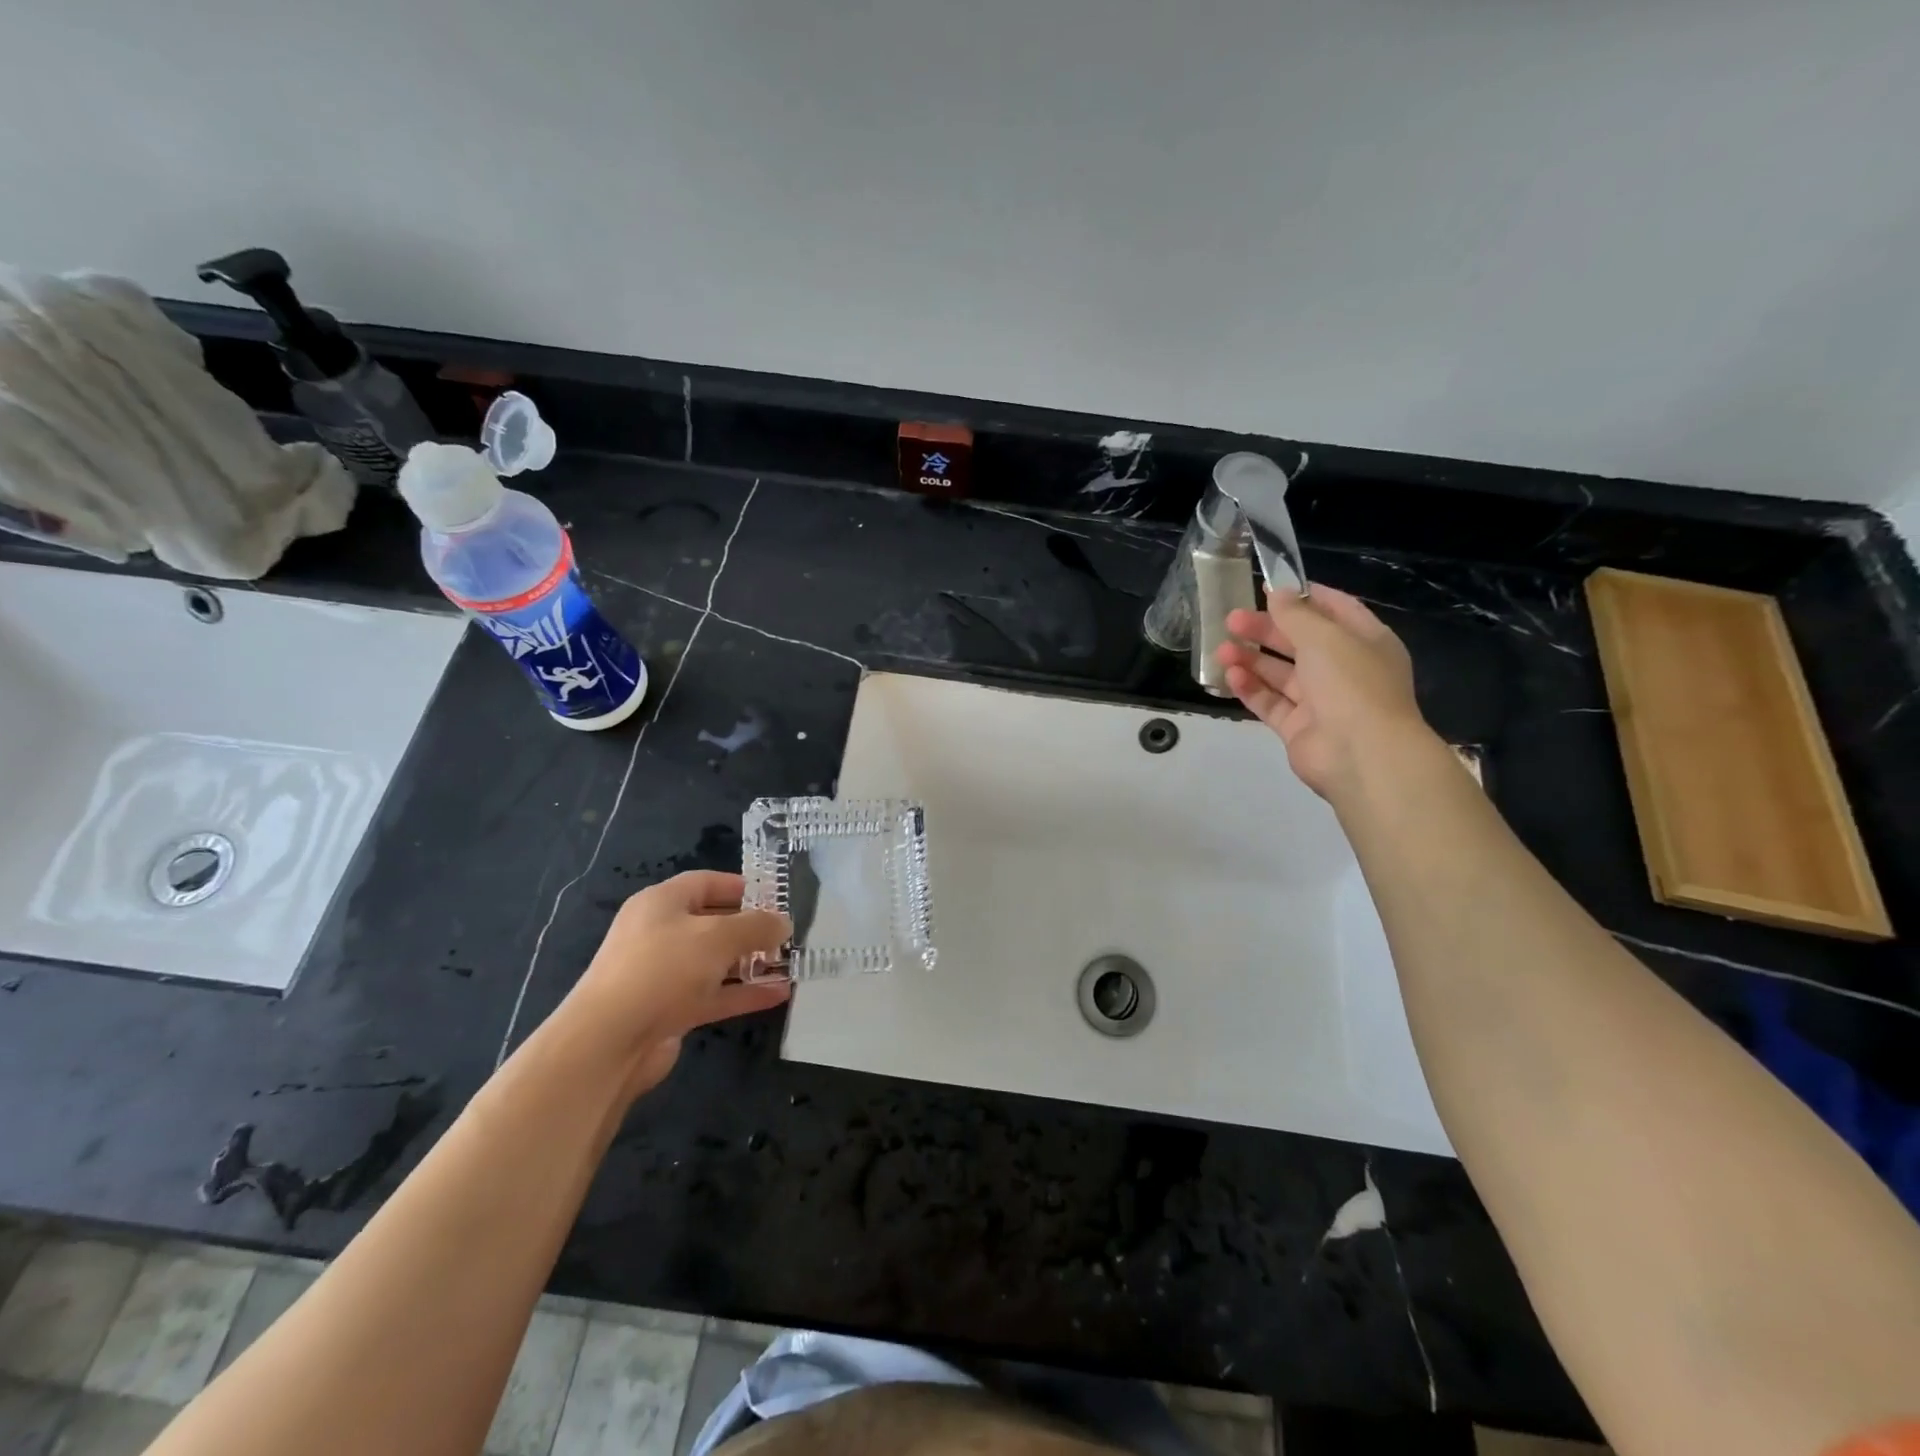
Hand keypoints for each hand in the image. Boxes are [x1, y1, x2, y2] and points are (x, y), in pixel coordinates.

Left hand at [562, 871, 790, 1095]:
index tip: (775, 897)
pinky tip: (778, 994)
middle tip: (786, 934)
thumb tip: (783, 923)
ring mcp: (663, 974)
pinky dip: (743, 993)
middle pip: (712, 922)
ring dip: (750, 963)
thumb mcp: (719, 936)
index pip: (706, 882)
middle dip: (750, 928)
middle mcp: (659, 934)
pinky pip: (713, 995)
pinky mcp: (669, 1010)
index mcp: (661, 903)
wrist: (610, 1041)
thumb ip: (756, 926)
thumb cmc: (664, 969)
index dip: (741, 887)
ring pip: (715, 962)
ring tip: (788, 964)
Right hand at [1216, 585, 1433, 800]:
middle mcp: (1345, 669)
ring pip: (1281, 674)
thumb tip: (1277, 592)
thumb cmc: (1351, 684)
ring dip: (1252, 660)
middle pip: (1300, 642)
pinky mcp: (1299, 728)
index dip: (1302, 597)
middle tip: (1231, 620)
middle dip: (1265, 630)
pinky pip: (1271, 702)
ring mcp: (1321, 701)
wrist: (1362, 754)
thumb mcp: (1324, 637)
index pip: (1334, 609)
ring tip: (1221, 650)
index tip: (1267, 587)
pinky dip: (1251, 689)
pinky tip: (1230, 676)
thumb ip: (1296, 614)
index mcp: (1365, 641)